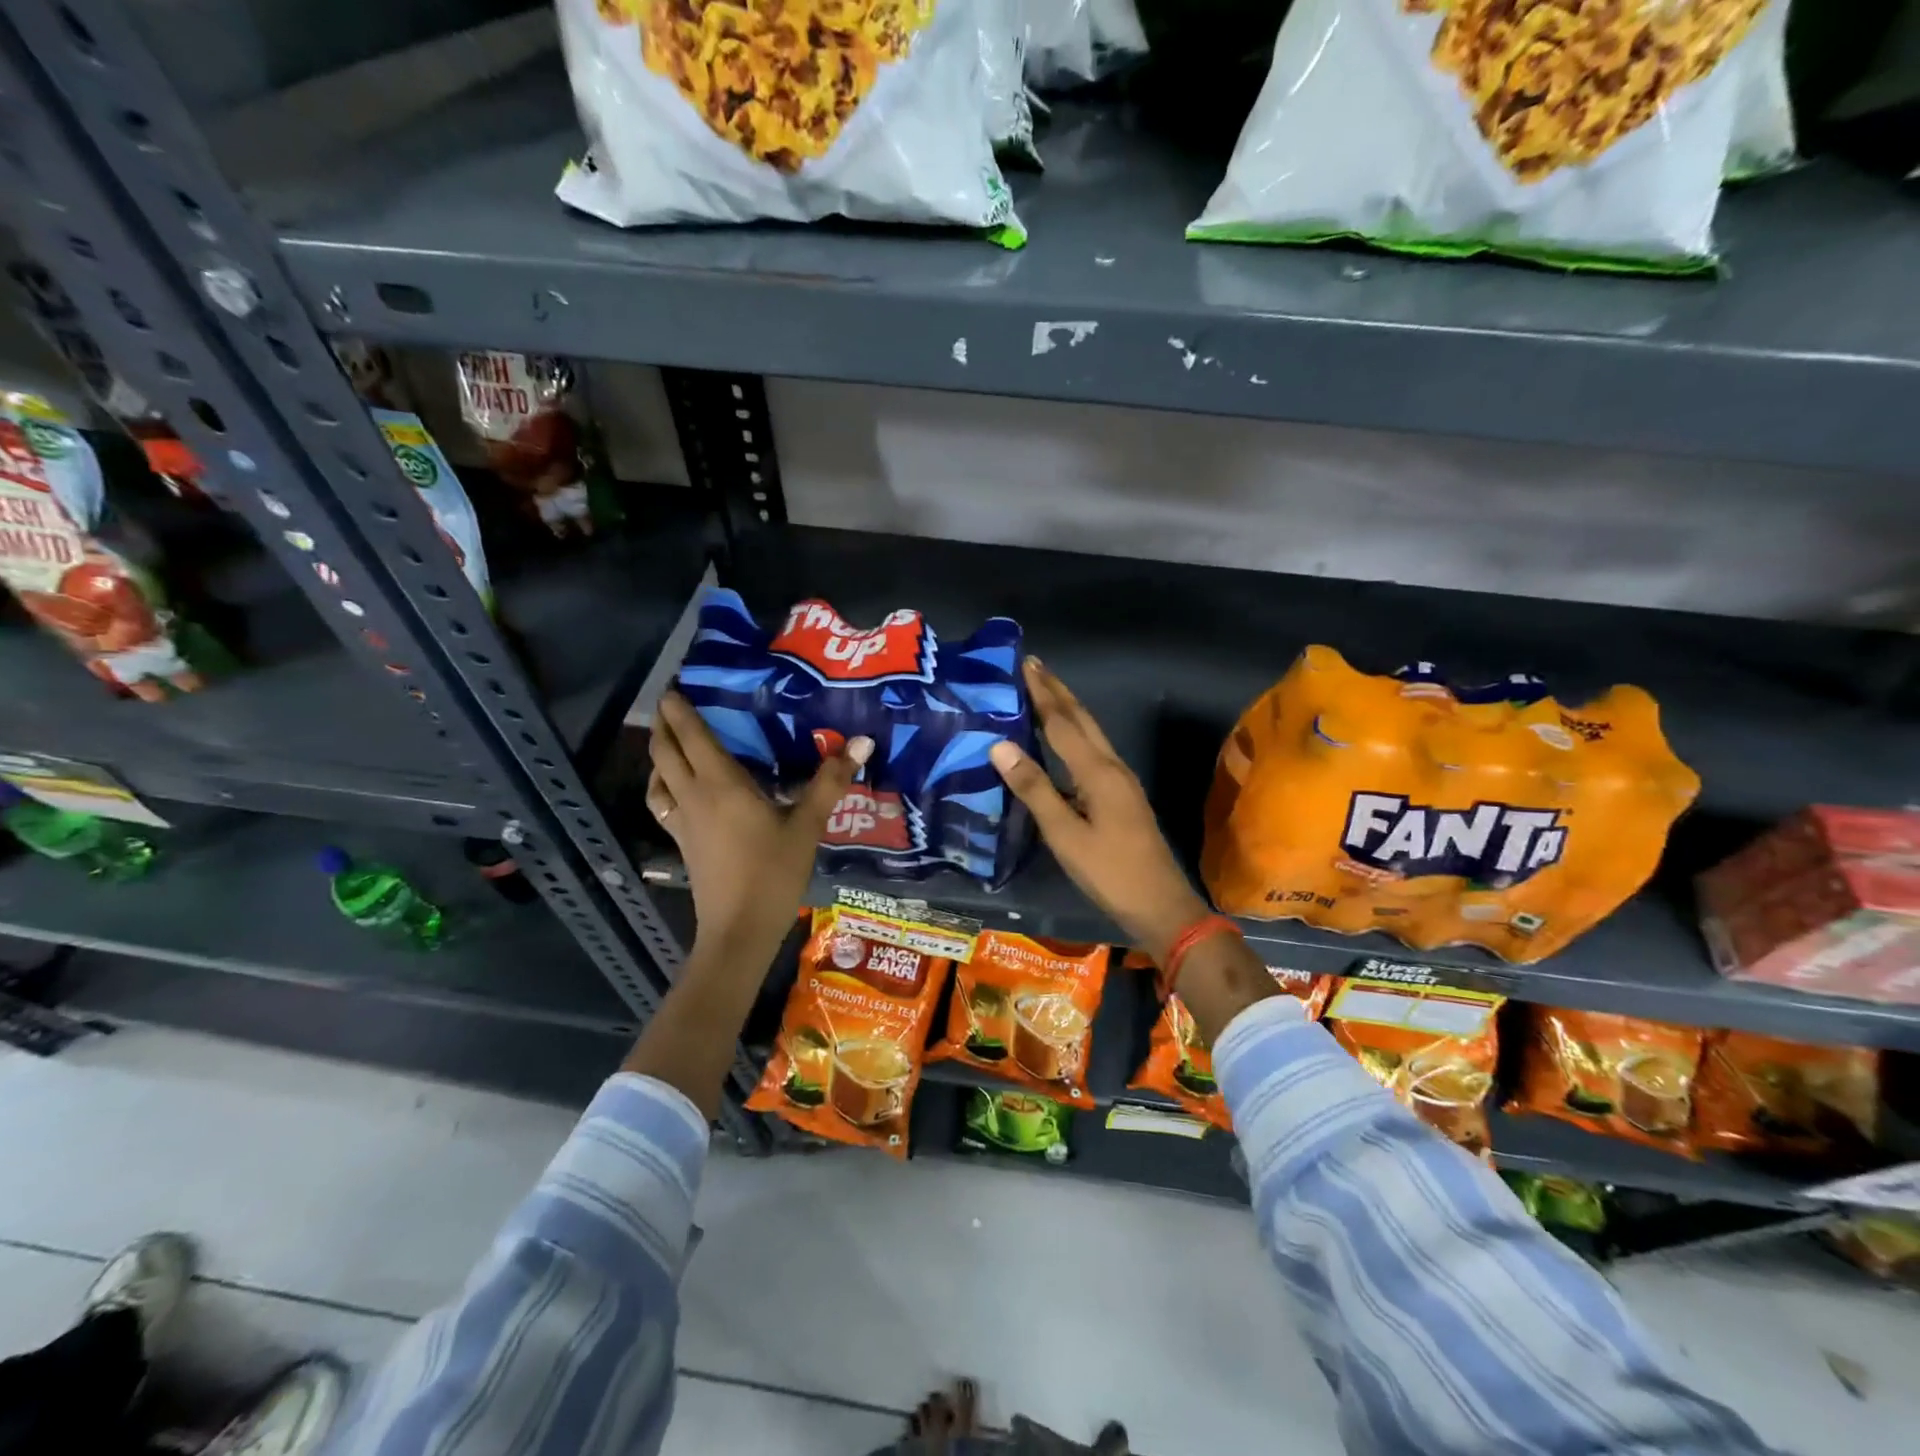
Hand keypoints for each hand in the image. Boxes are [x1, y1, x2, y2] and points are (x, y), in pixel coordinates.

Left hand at [649, 692, 871, 961]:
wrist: (739, 929)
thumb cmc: (774, 873)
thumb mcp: (808, 825)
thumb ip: (830, 782)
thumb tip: (861, 741)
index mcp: (721, 784)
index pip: (692, 736)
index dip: (680, 708)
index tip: (675, 683)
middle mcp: (694, 795)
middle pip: (665, 751)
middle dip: (663, 723)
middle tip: (672, 702)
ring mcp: (683, 821)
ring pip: (657, 776)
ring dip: (657, 752)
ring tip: (669, 738)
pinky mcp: (682, 842)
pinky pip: (662, 802)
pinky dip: (661, 784)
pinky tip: (675, 787)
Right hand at [989, 658, 1208, 961]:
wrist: (1160, 905)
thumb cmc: (1109, 872)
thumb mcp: (1064, 835)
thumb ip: (1034, 788)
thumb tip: (1000, 745)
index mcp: (1098, 771)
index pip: (1063, 722)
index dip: (1042, 693)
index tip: (1025, 663)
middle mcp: (1112, 766)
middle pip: (1082, 719)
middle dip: (1057, 691)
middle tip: (1033, 666)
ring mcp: (1121, 781)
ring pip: (1090, 734)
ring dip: (1067, 710)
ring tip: (1043, 693)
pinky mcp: (1121, 796)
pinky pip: (1093, 752)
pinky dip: (1073, 735)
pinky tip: (1060, 743)